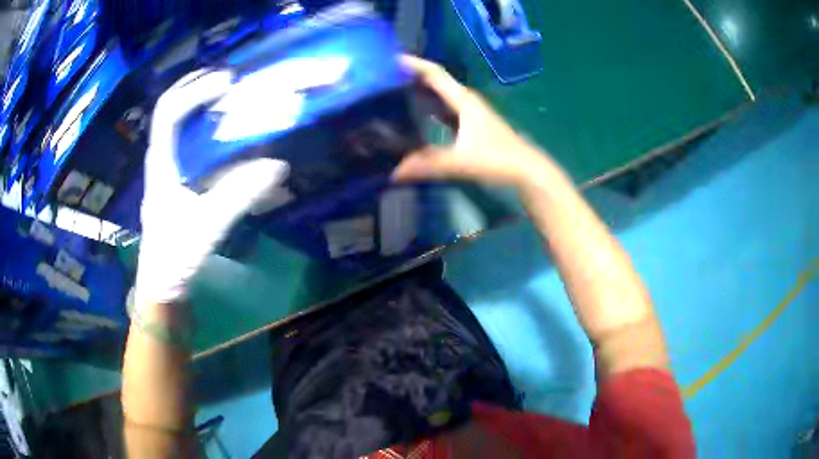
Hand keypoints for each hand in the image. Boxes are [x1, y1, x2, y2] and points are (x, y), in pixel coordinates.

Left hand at [134, 70, 288, 307]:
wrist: (162, 285)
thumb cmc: (175, 257)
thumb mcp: (207, 227)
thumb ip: (238, 196)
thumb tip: (277, 166)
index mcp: (161, 165)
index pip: (169, 112)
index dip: (195, 91)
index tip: (226, 82)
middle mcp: (161, 161)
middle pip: (172, 111)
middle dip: (197, 88)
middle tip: (228, 79)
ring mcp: (167, 171)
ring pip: (179, 127)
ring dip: (202, 107)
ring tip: (230, 98)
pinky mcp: (176, 183)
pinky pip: (189, 145)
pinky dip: (207, 132)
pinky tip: (226, 137)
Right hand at [392, 55, 555, 188]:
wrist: (526, 170)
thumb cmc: (499, 159)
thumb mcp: (462, 162)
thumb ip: (429, 164)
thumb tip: (394, 172)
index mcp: (464, 100)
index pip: (435, 73)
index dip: (413, 64)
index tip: (388, 59)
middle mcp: (465, 100)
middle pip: (434, 81)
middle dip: (410, 76)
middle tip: (381, 77)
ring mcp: (468, 112)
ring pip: (438, 95)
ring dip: (418, 91)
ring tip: (390, 92)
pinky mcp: (469, 124)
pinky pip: (442, 110)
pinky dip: (427, 108)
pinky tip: (413, 116)